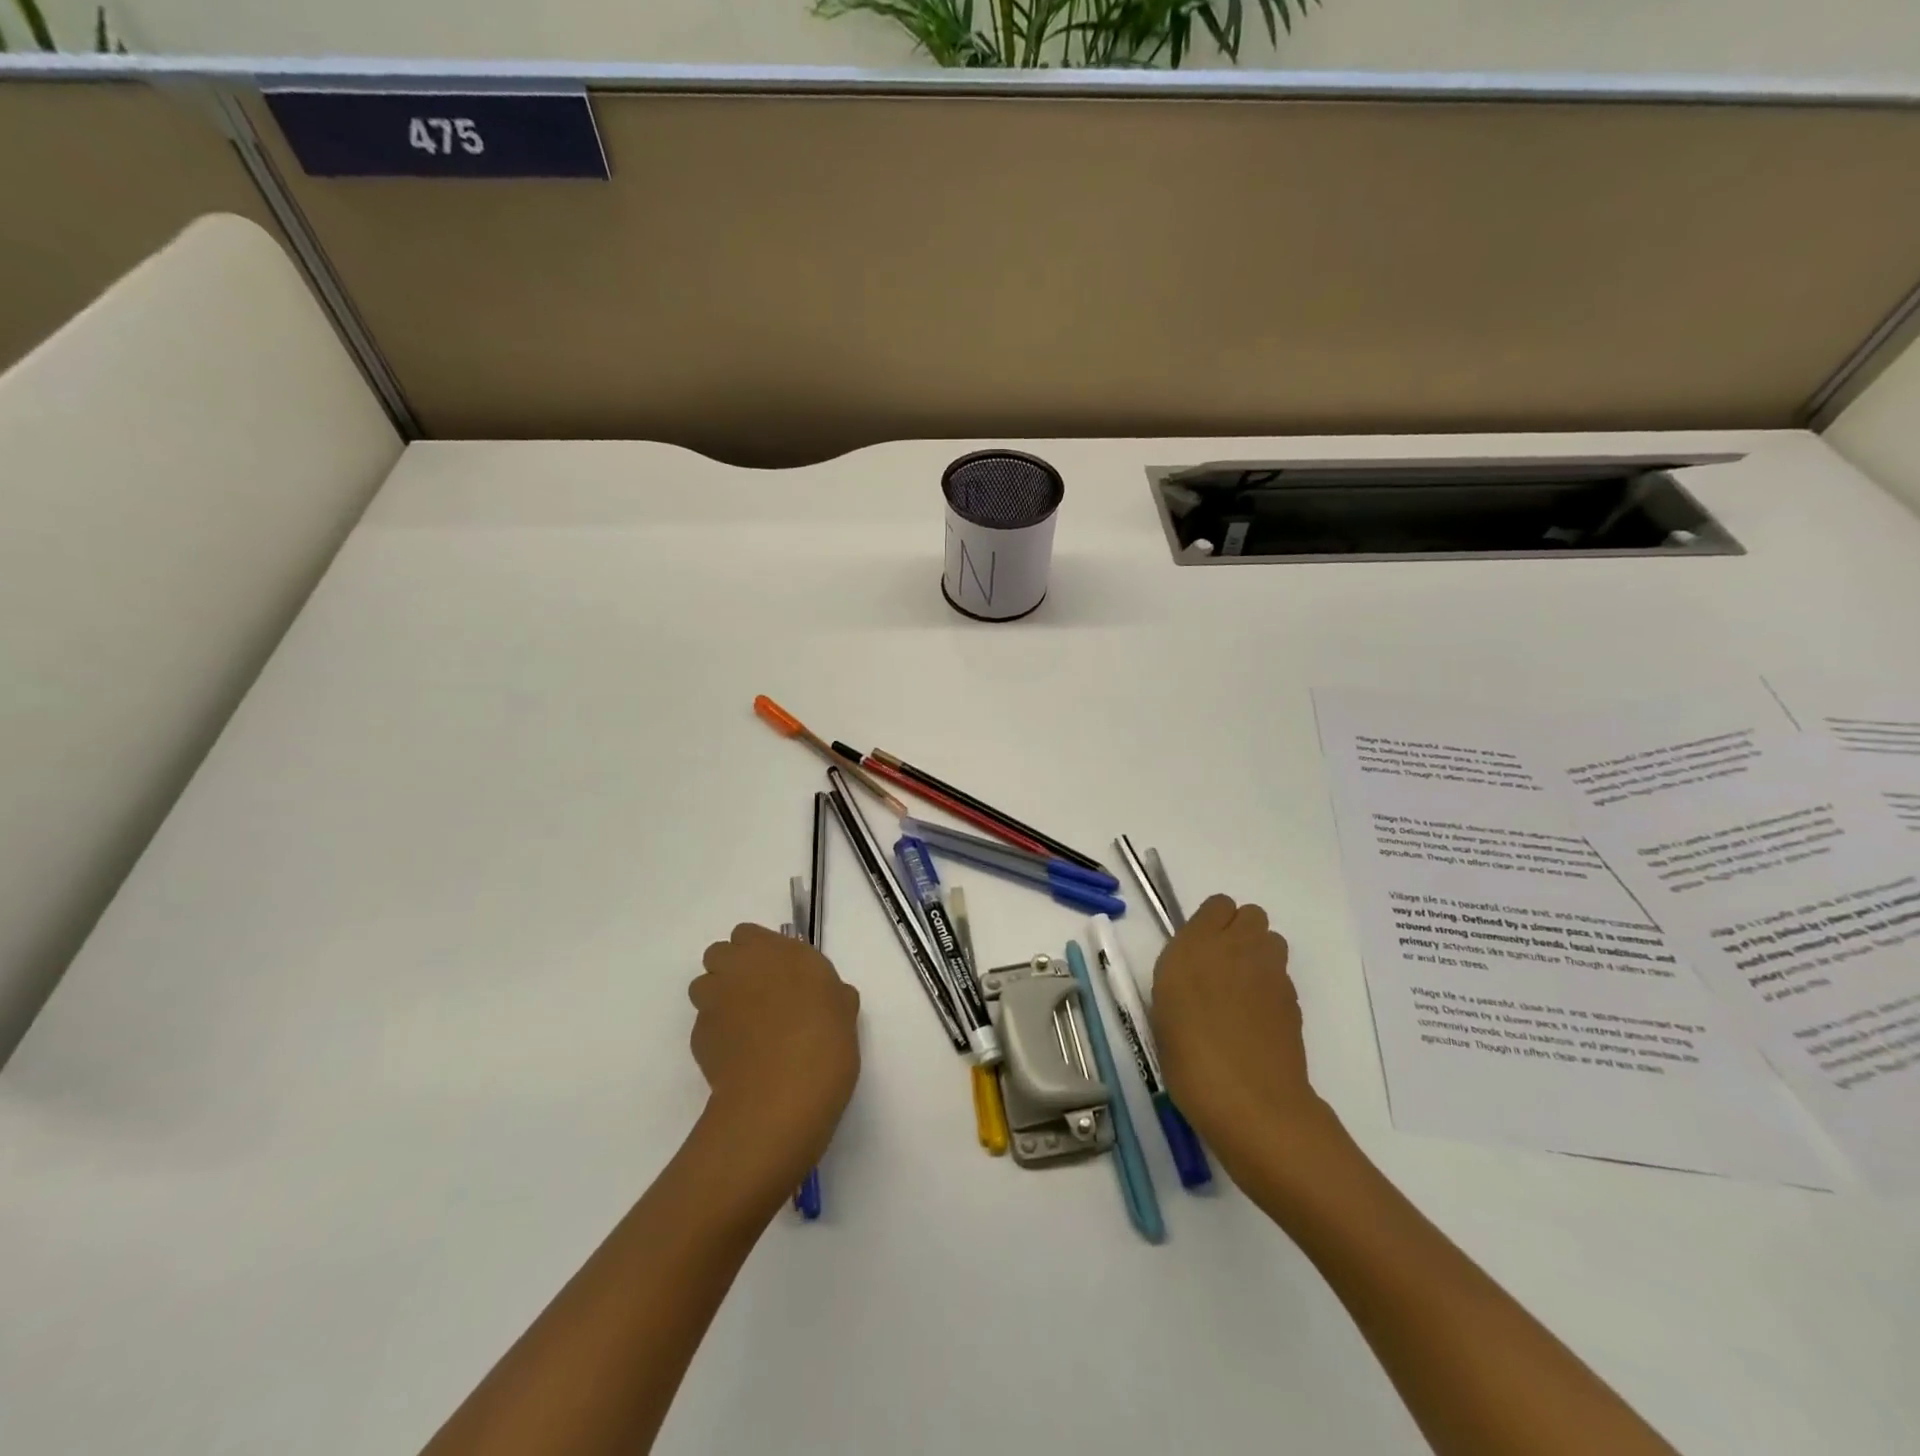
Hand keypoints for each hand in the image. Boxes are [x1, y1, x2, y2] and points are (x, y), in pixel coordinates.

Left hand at [689, 924, 860, 1197]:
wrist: (782, 1097)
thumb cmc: (825, 1044)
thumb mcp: (844, 1012)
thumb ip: (832, 994)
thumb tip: (827, 998)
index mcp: (780, 952)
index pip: (749, 934)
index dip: (759, 951)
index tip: (779, 972)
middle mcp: (742, 968)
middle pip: (720, 954)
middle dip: (732, 969)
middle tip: (759, 995)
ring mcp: (715, 1001)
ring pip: (704, 986)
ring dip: (719, 997)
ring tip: (744, 1025)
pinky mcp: (699, 1037)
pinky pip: (704, 1023)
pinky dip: (716, 1032)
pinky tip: (739, 1054)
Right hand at [1150, 895, 1338, 1175]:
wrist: (1250, 1102)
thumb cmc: (1189, 1058)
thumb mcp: (1163, 1009)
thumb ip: (1179, 975)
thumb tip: (1195, 969)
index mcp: (1195, 946)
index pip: (1217, 905)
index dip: (1210, 923)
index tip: (1197, 949)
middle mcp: (1236, 948)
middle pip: (1250, 915)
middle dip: (1238, 932)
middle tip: (1219, 966)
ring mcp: (1270, 973)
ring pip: (1271, 940)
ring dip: (1258, 954)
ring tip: (1240, 990)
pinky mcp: (1293, 1000)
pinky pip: (1281, 975)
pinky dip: (1269, 986)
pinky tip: (1255, 1019)